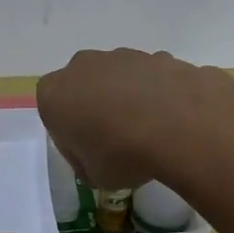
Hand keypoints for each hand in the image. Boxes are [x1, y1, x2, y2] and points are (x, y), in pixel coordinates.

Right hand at [36, 48, 212, 188]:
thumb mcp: (94, 177)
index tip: (90, 155)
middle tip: (117, 142)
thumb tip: (97, 157)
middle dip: (98, 109)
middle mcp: (83, 66)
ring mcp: (122, 56)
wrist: (179, 124)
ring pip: (119, 79)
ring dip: (129, 100)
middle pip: (85, 88)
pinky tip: (173, 121)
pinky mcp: (158, 55)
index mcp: (55, 94)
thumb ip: (87, 163)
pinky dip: (159, 95)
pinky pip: (151, 78)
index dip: (72, 137)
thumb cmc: (122, 153)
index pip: (54, 114)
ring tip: (150, 133)